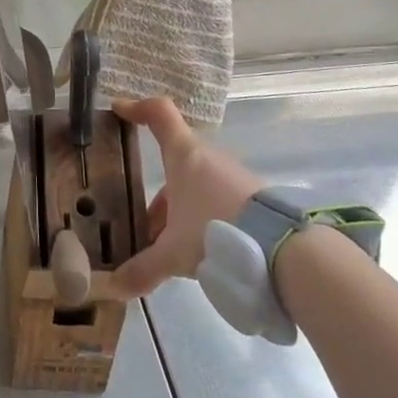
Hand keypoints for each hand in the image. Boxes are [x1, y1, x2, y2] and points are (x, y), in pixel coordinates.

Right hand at [110, 97, 264, 297]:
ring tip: (168, 246)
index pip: (159, 114)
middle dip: (156, 193)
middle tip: (141, 223)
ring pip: (195, 186)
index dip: (138, 108)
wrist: (284, 248)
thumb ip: (142, 269)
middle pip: (174, 162)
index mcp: (183, 155)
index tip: (119, 111)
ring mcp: (233, 178)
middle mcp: (208, 158)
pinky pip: (216, 202)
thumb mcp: (172, 253)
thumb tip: (113, 289)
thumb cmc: (215, 230)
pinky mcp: (253, 199)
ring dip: (179, 210)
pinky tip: (199, 250)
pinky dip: (201, 219)